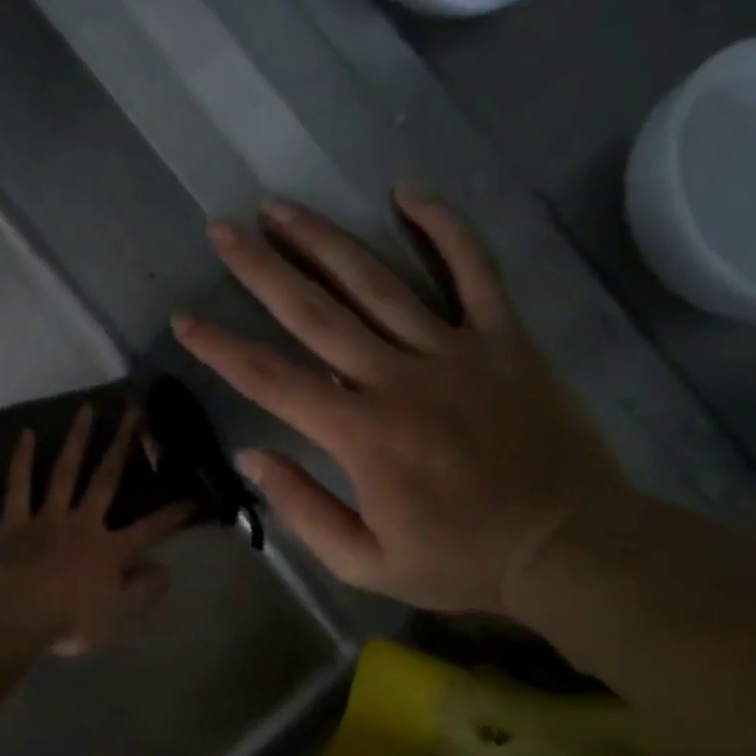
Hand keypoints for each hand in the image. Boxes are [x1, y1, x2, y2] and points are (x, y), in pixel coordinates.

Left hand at [0, 404, 193, 655]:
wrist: (12, 615)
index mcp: (110, 549)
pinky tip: (26, 433)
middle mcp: (83, 522)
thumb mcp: (118, 617)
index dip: (176, 513)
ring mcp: (48, 517)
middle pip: (107, 479)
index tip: (197, 493)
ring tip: (88, 408)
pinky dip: (22, 460)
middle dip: (124, 445)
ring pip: (66, 471)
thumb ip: (144, 591)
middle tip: (136, 412)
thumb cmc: (68, 620)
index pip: (151, 529)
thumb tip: (166, 568)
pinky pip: (19, 485)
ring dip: (78, 439)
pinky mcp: (16, 520)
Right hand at [173, 190, 625, 615]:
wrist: (571, 548)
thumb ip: (301, 509)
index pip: (270, 379)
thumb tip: (250, 457)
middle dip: (261, 269)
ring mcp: (455, 351)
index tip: (185, 318)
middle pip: (315, 313)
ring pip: (378, 282)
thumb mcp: (364, 562)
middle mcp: (398, 379)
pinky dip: (444, 228)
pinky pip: (475, 271)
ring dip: (324, 240)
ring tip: (281, 208)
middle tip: (223, 230)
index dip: (220, 347)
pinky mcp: (506, 339)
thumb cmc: (459, 561)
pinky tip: (407, 192)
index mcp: (360, 434)